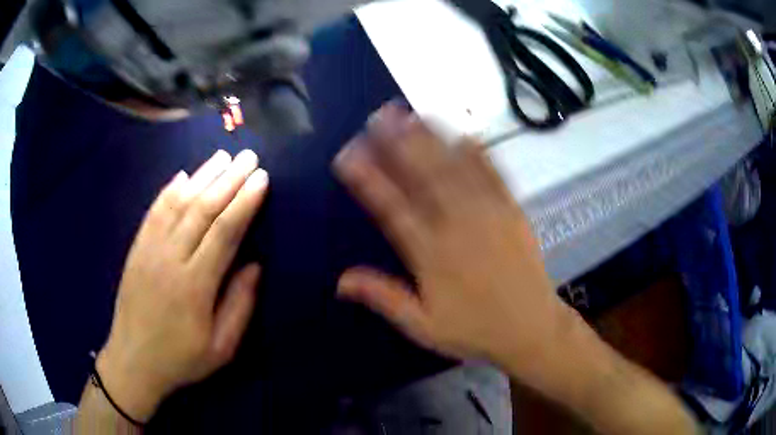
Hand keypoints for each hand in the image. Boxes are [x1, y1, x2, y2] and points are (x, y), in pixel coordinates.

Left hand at [98, 149, 267, 421]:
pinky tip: (184, 175)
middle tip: (249, 158)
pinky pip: (154, 212)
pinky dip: (170, 190)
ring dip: (202, 176)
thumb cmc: (181, 358)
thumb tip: (255, 264)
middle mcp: (171, 259)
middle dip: (229, 180)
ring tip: (223, 157)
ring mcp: (149, 250)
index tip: (262, 179)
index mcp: (195, 286)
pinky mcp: (137, 248)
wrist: (133, 360)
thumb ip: (239, 305)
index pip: (224, 232)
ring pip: (178, 204)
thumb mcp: (221, 347)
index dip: (244, 203)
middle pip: (202, 210)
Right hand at [334, 104, 582, 382]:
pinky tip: (464, 133)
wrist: (531, 329)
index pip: (392, 208)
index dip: (368, 179)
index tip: (348, 154)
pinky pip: (494, 175)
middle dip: (400, 142)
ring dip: (433, 138)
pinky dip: (479, 152)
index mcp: (431, 255)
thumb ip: (383, 298)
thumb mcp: (423, 325)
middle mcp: (458, 226)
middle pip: (424, 176)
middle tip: (379, 115)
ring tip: (412, 113)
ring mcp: (489, 214)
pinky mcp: (513, 211)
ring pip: (456, 168)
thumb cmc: (474, 330)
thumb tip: (340, 280)